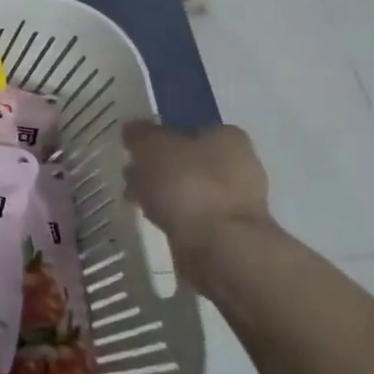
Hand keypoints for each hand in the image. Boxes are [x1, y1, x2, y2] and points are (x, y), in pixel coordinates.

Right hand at [122, 120, 271, 250]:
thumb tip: (134, 128)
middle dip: (159, 169)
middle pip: (188, 160)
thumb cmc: (187, 184)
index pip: (188, 128)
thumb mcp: (151, 147)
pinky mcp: (230, 230)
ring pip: (189, 189)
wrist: (220, 245)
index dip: (158, 138)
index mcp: (227, 136)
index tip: (135, 152)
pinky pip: (193, 215)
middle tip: (132, 177)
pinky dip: (175, 216)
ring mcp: (238, 200)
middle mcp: (240, 163)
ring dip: (164, 194)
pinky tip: (157, 221)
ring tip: (138, 202)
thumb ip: (140, 134)